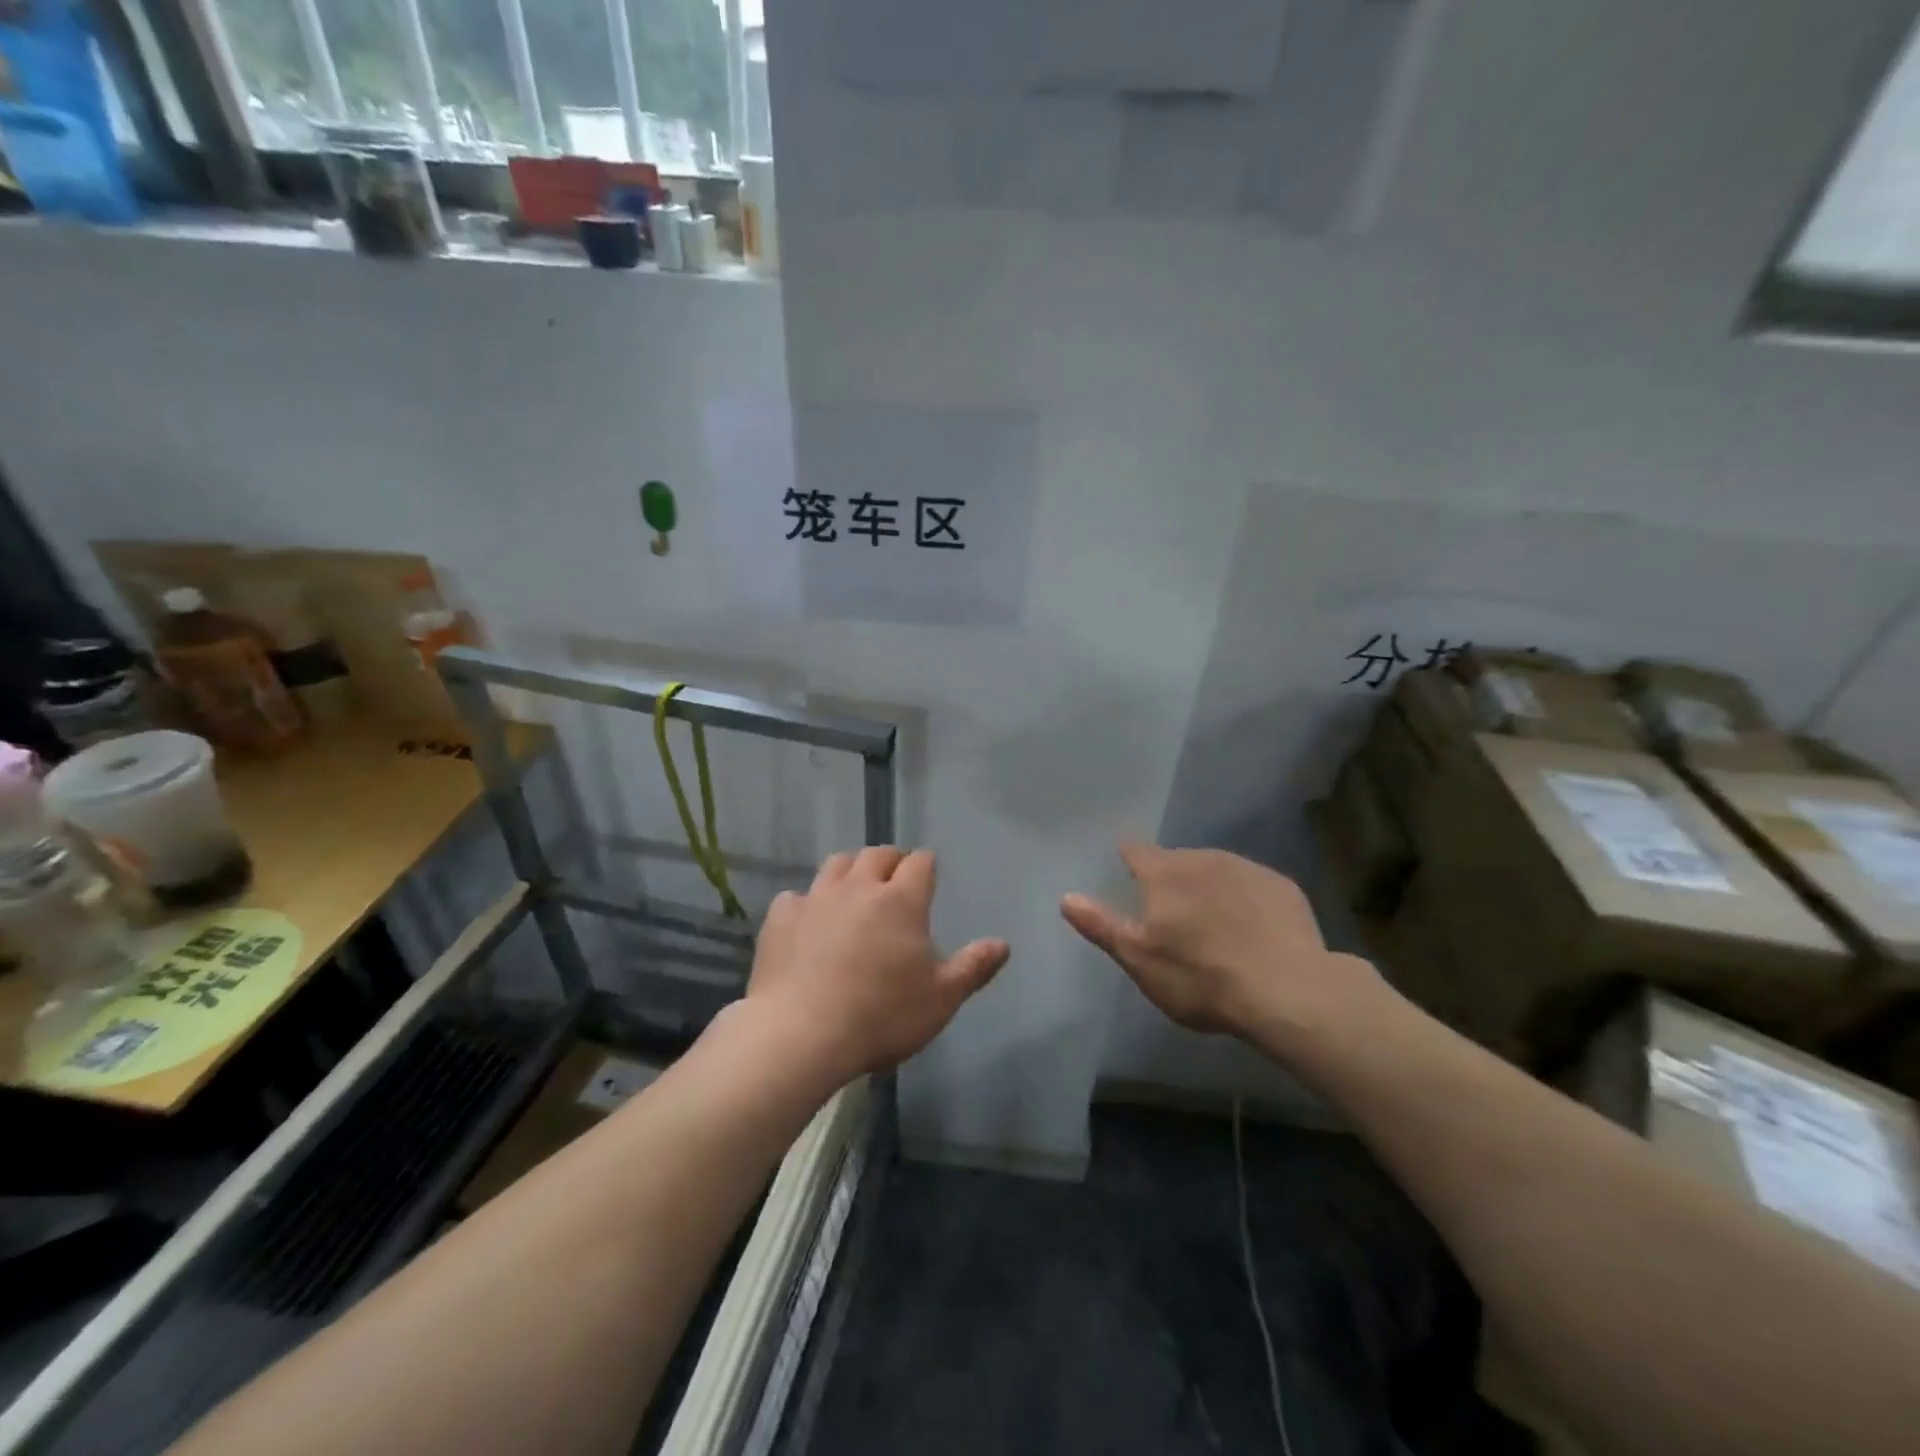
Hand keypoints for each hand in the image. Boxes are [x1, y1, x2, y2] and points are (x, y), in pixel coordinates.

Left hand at [744, 847, 1009, 1085]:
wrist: (801, 1034)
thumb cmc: (882, 1016)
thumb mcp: (941, 999)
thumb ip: (973, 967)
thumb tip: (1003, 944)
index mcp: (901, 900)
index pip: (919, 863)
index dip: (926, 864)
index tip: (928, 872)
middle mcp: (859, 887)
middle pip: (876, 855)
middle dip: (890, 860)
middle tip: (895, 874)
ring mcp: (816, 899)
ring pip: (836, 864)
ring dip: (850, 869)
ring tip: (854, 885)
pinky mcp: (781, 918)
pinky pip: (796, 896)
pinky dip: (806, 902)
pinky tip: (807, 920)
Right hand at [1061, 841, 1381, 1044]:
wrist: (1289, 992)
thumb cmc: (1201, 978)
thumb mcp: (1140, 959)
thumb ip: (1101, 925)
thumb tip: (1066, 896)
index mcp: (1164, 873)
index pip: (1135, 850)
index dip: (1128, 857)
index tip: (1126, 868)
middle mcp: (1202, 858)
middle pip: (1177, 861)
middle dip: (1171, 881)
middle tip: (1174, 918)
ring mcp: (1246, 868)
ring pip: (1215, 870)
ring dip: (1208, 889)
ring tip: (1214, 927)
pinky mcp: (1282, 886)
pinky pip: (1251, 885)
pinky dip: (1244, 900)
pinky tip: (1251, 931)